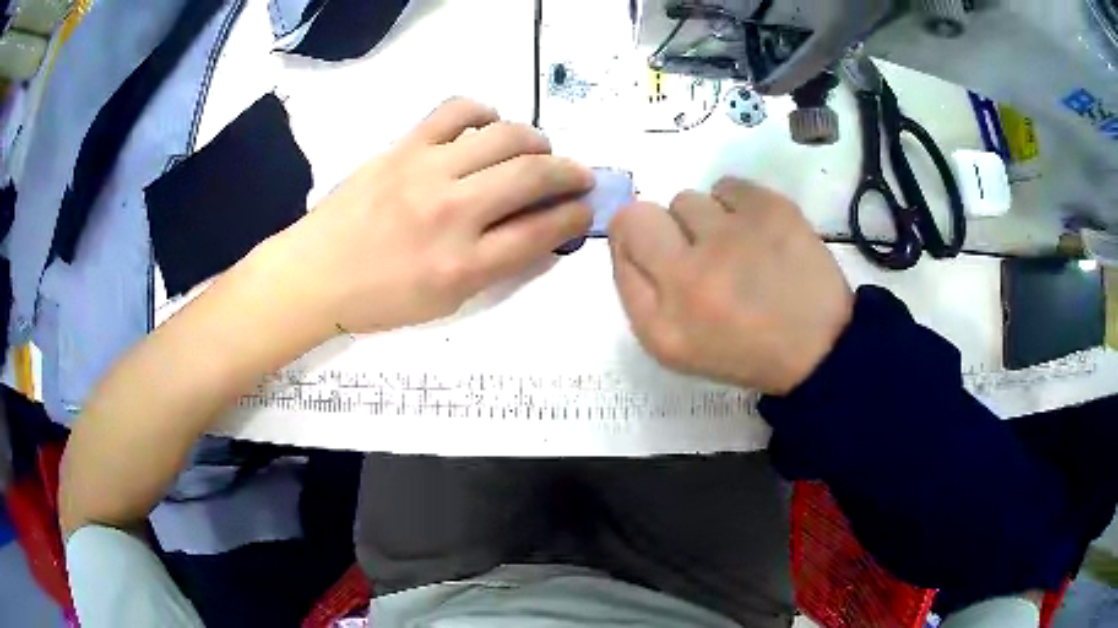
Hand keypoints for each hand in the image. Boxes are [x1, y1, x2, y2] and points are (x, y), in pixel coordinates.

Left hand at [273, 98, 593, 334]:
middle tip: (577, 175)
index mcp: (464, 265)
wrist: (316, 274)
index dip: (575, 216)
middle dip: (570, 173)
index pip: (542, 231)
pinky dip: (483, 112)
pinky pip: (456, 110)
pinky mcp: (404, 146)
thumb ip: (497, 267)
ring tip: (537, 149)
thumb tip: (541, 230)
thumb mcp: (446, 303)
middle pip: (533, 176)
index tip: (585, 208)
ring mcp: (426, 171)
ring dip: (535, 140)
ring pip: (505, 135)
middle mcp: (452, 213)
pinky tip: (487, 125)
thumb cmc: (379, 299)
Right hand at [609, 178, 852, 394]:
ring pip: (689, 200)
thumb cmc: (741, 348)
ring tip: (735, 249)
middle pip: (644, 213)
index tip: (657, 250)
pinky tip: (757, 234)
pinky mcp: (771, 211)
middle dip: (663, 229)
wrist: (819, 347)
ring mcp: (732, 238)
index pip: (622, 235)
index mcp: (661, 318)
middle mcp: (689, 275)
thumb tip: (626, 233)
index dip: (633, 237)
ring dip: (704, 221)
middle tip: (699, 253)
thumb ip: (634, 288)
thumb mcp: (671, 344)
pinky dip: (736, 205)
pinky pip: (728, 186)